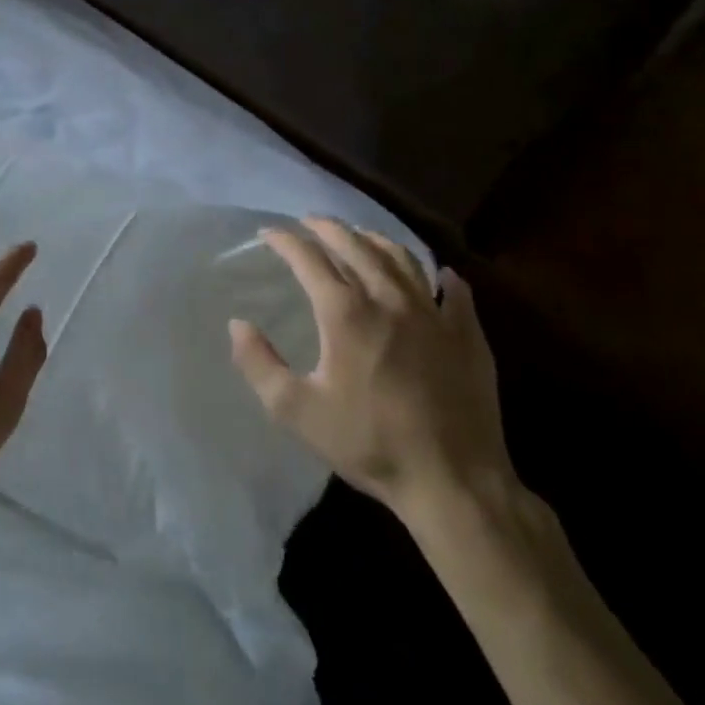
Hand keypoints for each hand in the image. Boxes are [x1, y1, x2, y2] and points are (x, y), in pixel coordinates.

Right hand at [229, 217, 515, 528]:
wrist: (454, 482)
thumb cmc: (370, 443)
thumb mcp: (297, 412)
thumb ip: (259, 364)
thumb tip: (237, 324)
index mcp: (346, 313)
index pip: (309, 259)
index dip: (285, 241)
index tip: (269, 233)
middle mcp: (389, 299)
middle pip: (355, 245)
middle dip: (327, 227)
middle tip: (310, 222)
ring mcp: (433, 313)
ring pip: (401, 258)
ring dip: (375, 240)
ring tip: (360, 236)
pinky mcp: (467, 334)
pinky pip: (455, 291)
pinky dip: (441, 276)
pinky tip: (440, 274)